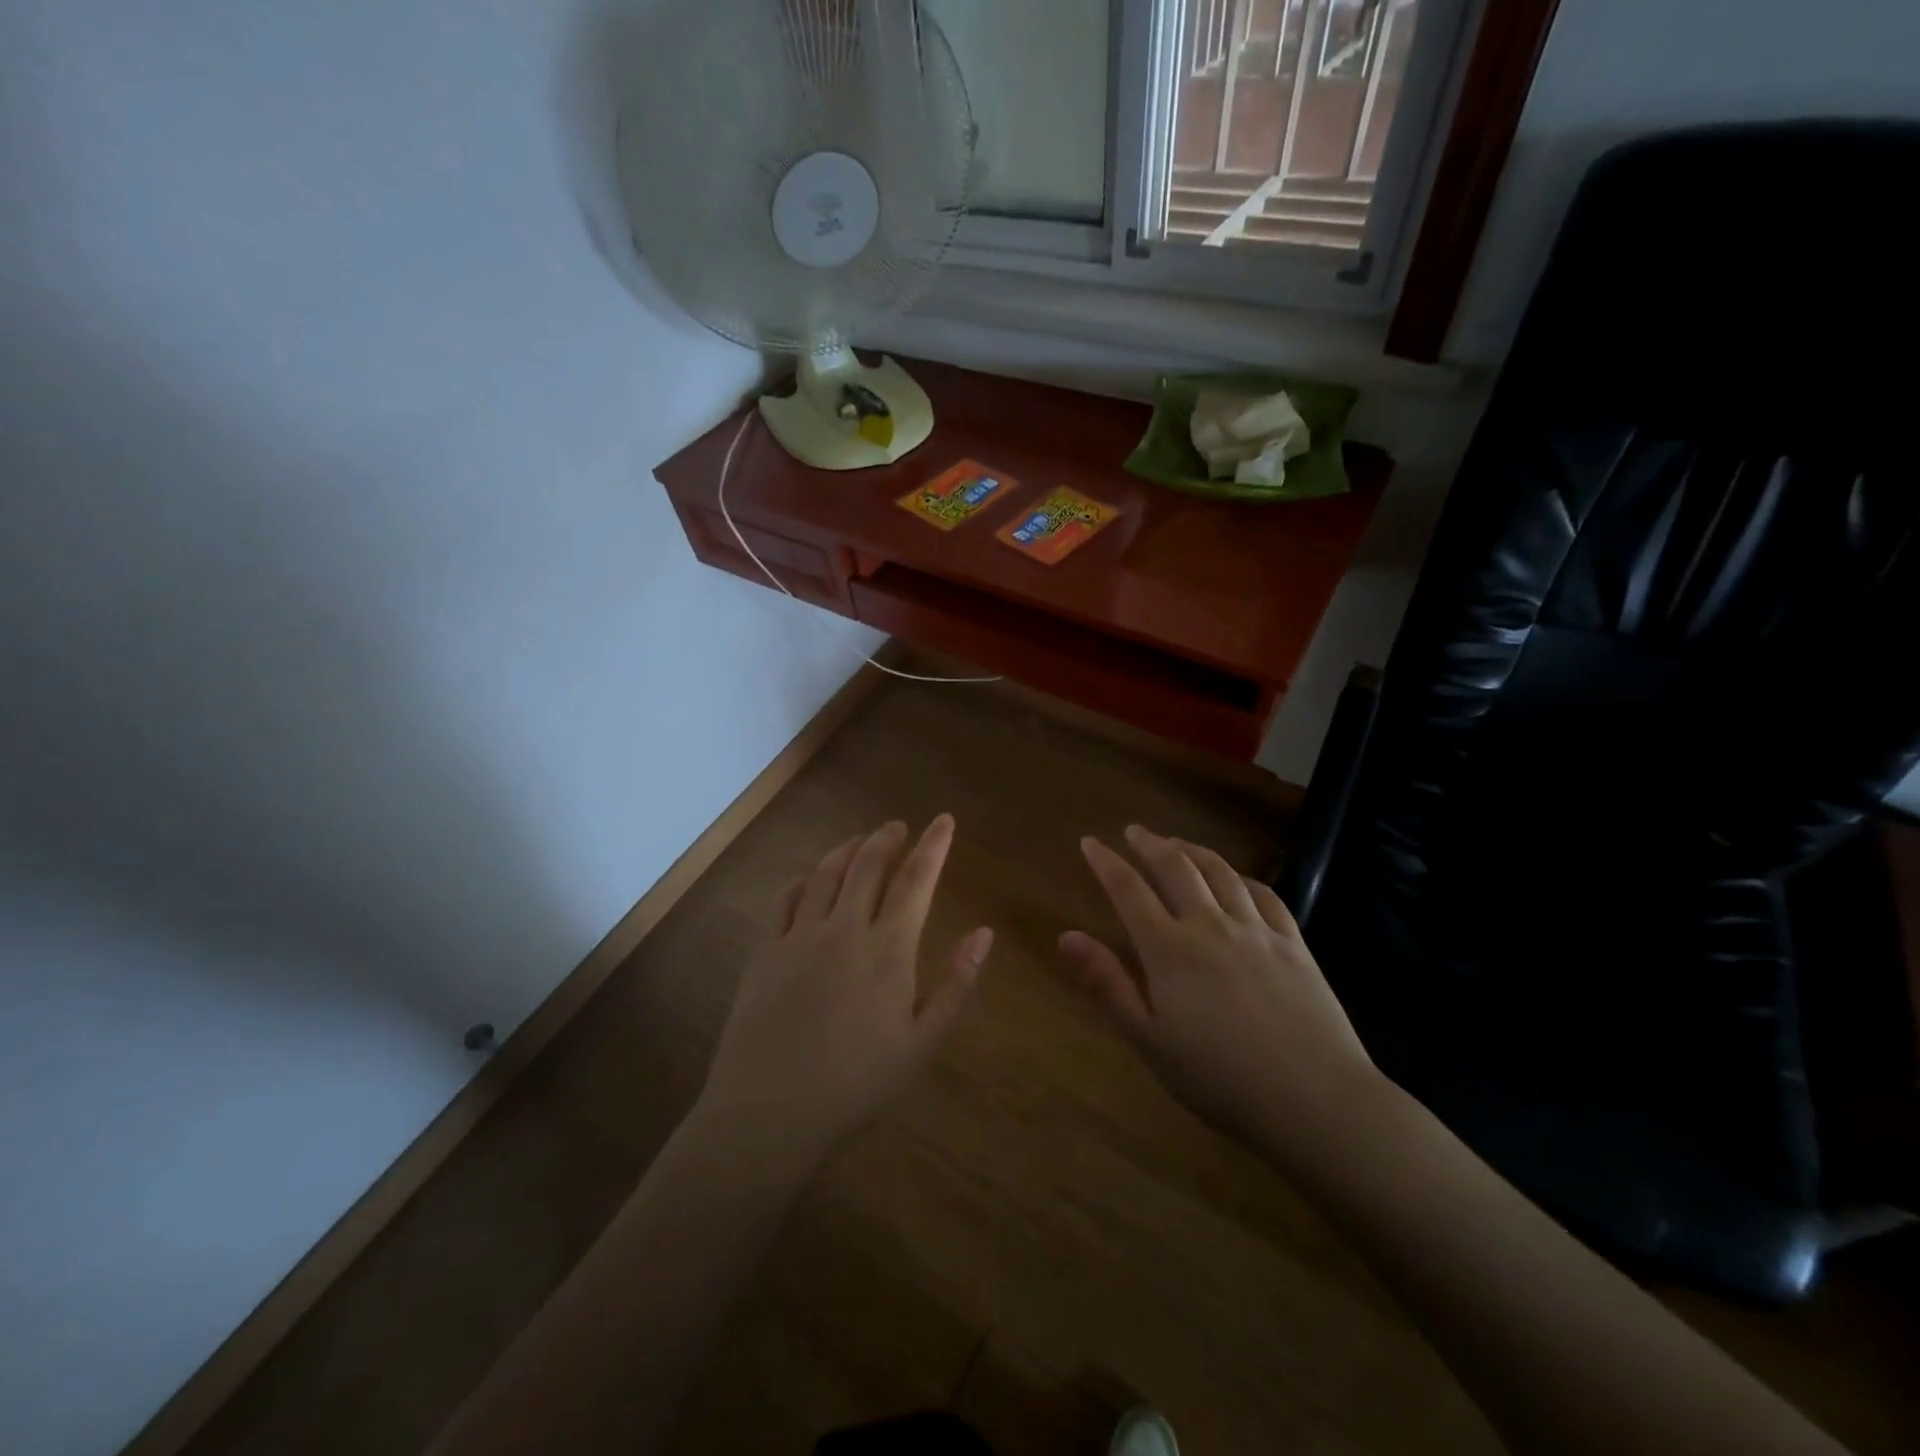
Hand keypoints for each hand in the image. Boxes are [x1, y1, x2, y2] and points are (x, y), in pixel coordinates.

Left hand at [696, 816, 992, 1163]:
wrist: (769, 1113)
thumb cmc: (857, 1084)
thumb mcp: (921, 1044)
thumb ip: (956, 986)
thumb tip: (983, 933)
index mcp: (888, 950)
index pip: (916, 881)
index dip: (933, 846)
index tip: (943, 820)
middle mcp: (844, 930)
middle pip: (868, 865)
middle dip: (887, 838)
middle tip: (898, 826)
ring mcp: (799, 937)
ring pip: (826, 873)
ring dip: (847, 849)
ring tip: (861, 841)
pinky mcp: (765, 952)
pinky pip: (786, 898)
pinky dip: (804, 878)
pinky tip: (809, 878)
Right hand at [1059, 825, 1379, 1162]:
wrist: (1315, 1100)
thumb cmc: (1220, 1079)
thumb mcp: (1149, 1039)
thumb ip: (1108, 983)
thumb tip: (1066, 936)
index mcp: (1170, 950)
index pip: (1129, 891)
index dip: (1106, 862)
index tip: (1090, 842)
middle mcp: (1210, 926)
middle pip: (1176, 868)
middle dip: (1150, 844)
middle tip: (1134, 831)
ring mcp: (1257, 931)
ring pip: (1220, 872)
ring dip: (1193, 851)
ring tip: (1178, 843)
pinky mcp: (1294, 944)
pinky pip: (1265, 895)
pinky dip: (1243, 877)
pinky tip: (1237, 878)